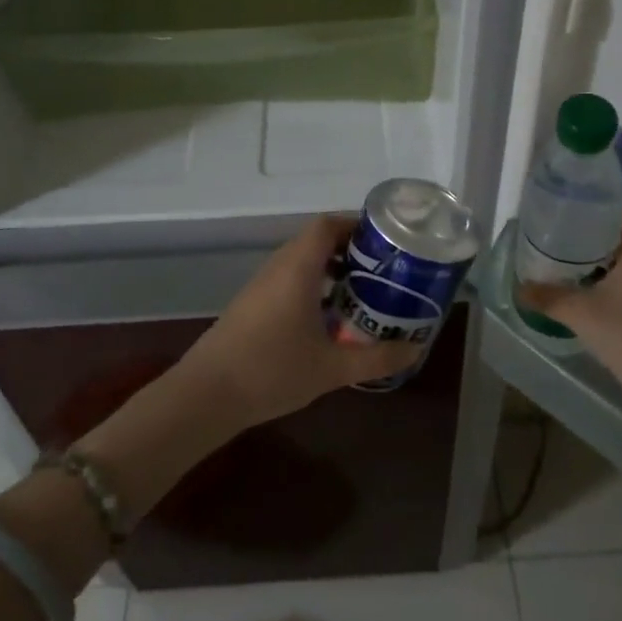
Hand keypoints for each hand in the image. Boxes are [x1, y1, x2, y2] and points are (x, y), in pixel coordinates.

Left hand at [176, 216, 421, 429]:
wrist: (206, 395)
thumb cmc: (272, 371)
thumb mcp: (333, 368)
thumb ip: (377, 358)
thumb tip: (415, 349)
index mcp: (297, 267)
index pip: (327, 225)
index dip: (356, 224)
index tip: (386, 241)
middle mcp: (278, 267)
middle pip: (315, 240)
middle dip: (350, 249)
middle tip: (383, 269)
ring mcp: (261, 285)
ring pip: (301, 261)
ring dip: (331, 268)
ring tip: (362, 292)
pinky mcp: (251, 304)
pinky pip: (288, 279)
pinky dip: (313, 284)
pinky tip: (328, 318)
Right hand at [517, 211, 621, 393]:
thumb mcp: (579, 313)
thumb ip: (547, 296)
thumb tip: (519, 287)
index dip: (597, 205)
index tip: (570, 206)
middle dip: (595, 231)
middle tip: (562, 232)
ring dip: (605, 255)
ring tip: (571, 257)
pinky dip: (616, 274)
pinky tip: (592, 285)